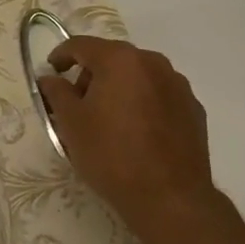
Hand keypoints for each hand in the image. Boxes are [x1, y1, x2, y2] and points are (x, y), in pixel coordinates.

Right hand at [36, 36, 216, 243]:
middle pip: (112, 58)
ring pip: (138, 77)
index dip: (61, 56)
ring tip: (108, 121)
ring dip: (119, 89)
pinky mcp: (194, 109)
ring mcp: (178, 86)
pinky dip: (143, 104)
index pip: (81, 45)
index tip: (51, 74)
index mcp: (120, 60)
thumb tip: (50, 78)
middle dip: (91, 76)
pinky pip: (159, 96)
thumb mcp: (71, 123)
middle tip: (77, 105)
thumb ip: (56, 92)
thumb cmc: (111, 154)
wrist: (170, 198)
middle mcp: (153, 63)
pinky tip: (137, 133)